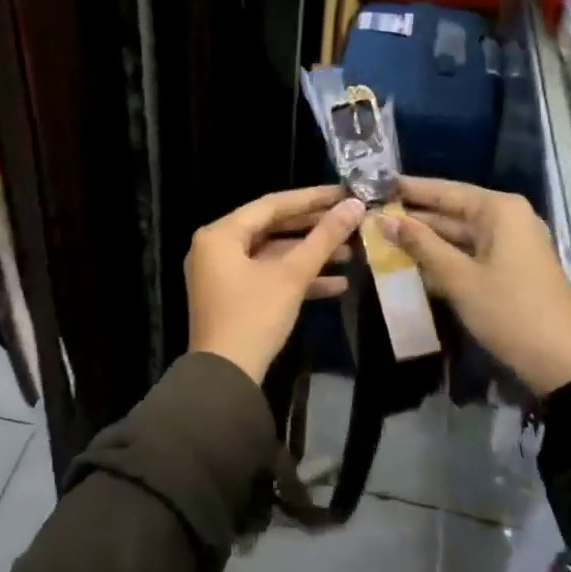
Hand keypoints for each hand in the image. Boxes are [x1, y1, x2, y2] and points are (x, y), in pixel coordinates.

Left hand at [187, 186, 365, 384]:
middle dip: (314, 228)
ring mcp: (222, 274)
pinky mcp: (232, 298)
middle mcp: (215, 248)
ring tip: (352, 253)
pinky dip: (297, 278)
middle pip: (272, 228)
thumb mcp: (291, 275)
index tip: (344, 193)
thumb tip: (355, 206)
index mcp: (220, 234)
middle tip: (350, 220)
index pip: (271, 204)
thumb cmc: (254, 316)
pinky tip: (337, 284)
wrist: (225, 378)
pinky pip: (267, 277)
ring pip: (272, 254)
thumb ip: (324, 238)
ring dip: (310, 255)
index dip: (311, 198)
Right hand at [383, 178, 570, 396]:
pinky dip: (443, 257)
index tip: (374, 185)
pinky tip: (411, 263)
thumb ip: (420, 244)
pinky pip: (469, 253)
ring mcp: (511, 245)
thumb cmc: (508, 311)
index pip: (444, 190)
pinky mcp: (510, 268)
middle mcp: (507, 219)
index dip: (408, 189)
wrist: (561, 362)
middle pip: (451, 211)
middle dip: (413, 217)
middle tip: (370, 217)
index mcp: (499, 211)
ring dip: (424, 240)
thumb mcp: (458, 277)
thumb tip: (383, 219)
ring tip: (381, 238)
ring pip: (458, 235)